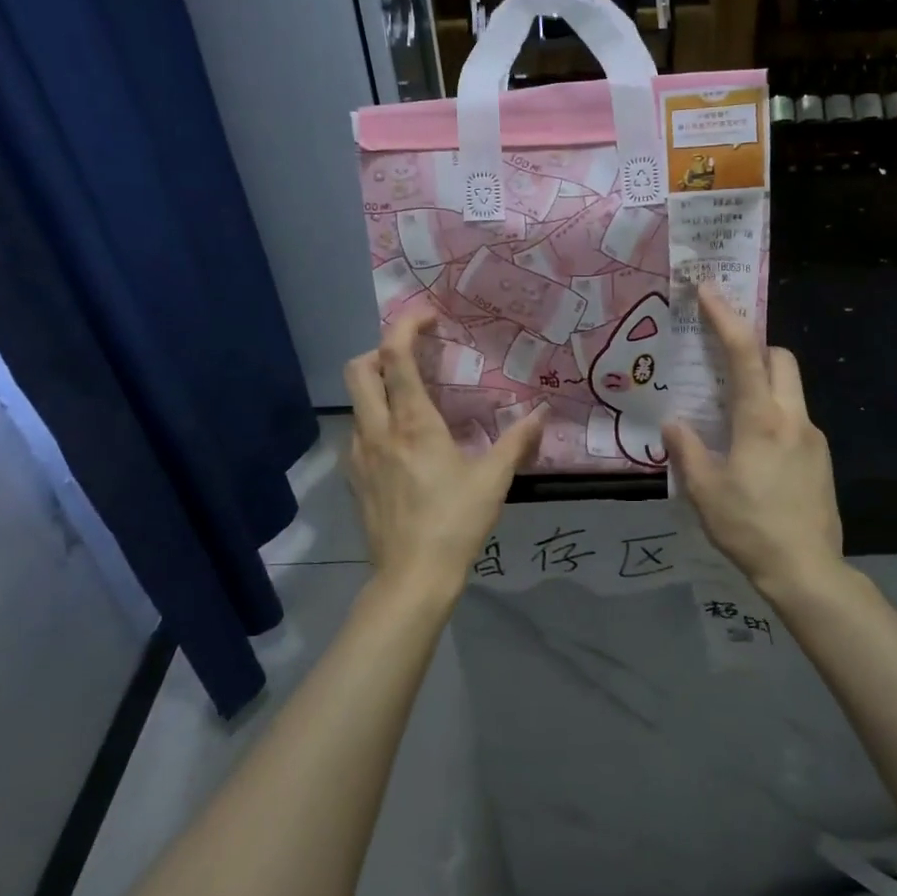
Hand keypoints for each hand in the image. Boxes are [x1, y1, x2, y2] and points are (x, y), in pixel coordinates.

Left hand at [344, 306, 545, 603]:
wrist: (411, 578)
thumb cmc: (454, 523)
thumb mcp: (493, 480)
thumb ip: (518, 441)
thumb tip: (542, 413)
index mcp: (411, 423)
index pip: (395, 355)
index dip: (405, 325)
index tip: (427, 317)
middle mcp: (376, 429)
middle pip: (359, 368)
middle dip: (381, 350)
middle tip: (414, 357)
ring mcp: (359, 454)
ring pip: (356, 401)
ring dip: (378, 385)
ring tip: (412, 399)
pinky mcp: (354, 478)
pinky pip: (358, 431)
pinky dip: (375, 419)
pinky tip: (402, 443)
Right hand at [663, 285, 844, 601]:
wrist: (808, 570)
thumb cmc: (749, 528)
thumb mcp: (704, 491)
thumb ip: (687, 450)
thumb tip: (674, 423)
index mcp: (761, 420)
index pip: (744, 354)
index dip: (725, 318)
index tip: (709, 290)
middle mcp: (793, 418)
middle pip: (781, 359)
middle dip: (754, 346)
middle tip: (722, 359)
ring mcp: (813, 437)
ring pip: (792, 388)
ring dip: (764, 382)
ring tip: (732, 409)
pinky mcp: (821, 458)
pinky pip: (795, 417)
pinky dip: (774, 413)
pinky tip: (754, 449)